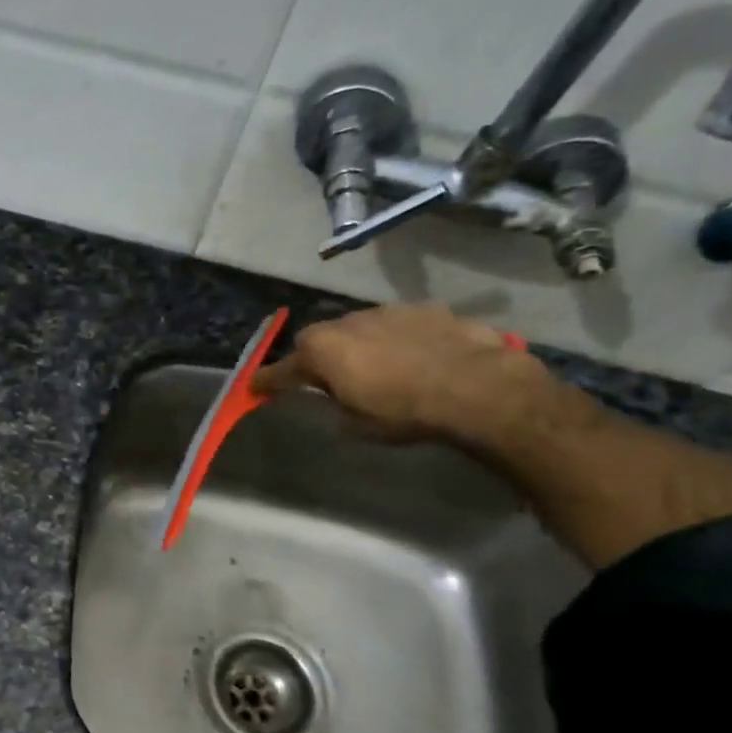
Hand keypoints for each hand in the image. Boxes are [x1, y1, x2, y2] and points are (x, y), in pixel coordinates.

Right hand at [250, 303, 557, 443]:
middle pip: (320, 339)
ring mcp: (388, 310)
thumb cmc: (404, 412)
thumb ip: (336, 404)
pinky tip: (417, 360)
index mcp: (322, 351)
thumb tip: (336, 396)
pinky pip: (399, 326)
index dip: (268, 381)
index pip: (283, 369)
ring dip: (361, 345)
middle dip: (319, 357)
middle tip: (328, 380)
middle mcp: (348, 322)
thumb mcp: (357, 424)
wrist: (476, 387)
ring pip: (360, 328)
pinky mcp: (426, 308)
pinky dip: (398, 340)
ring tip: (379, 369)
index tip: (255, 387)